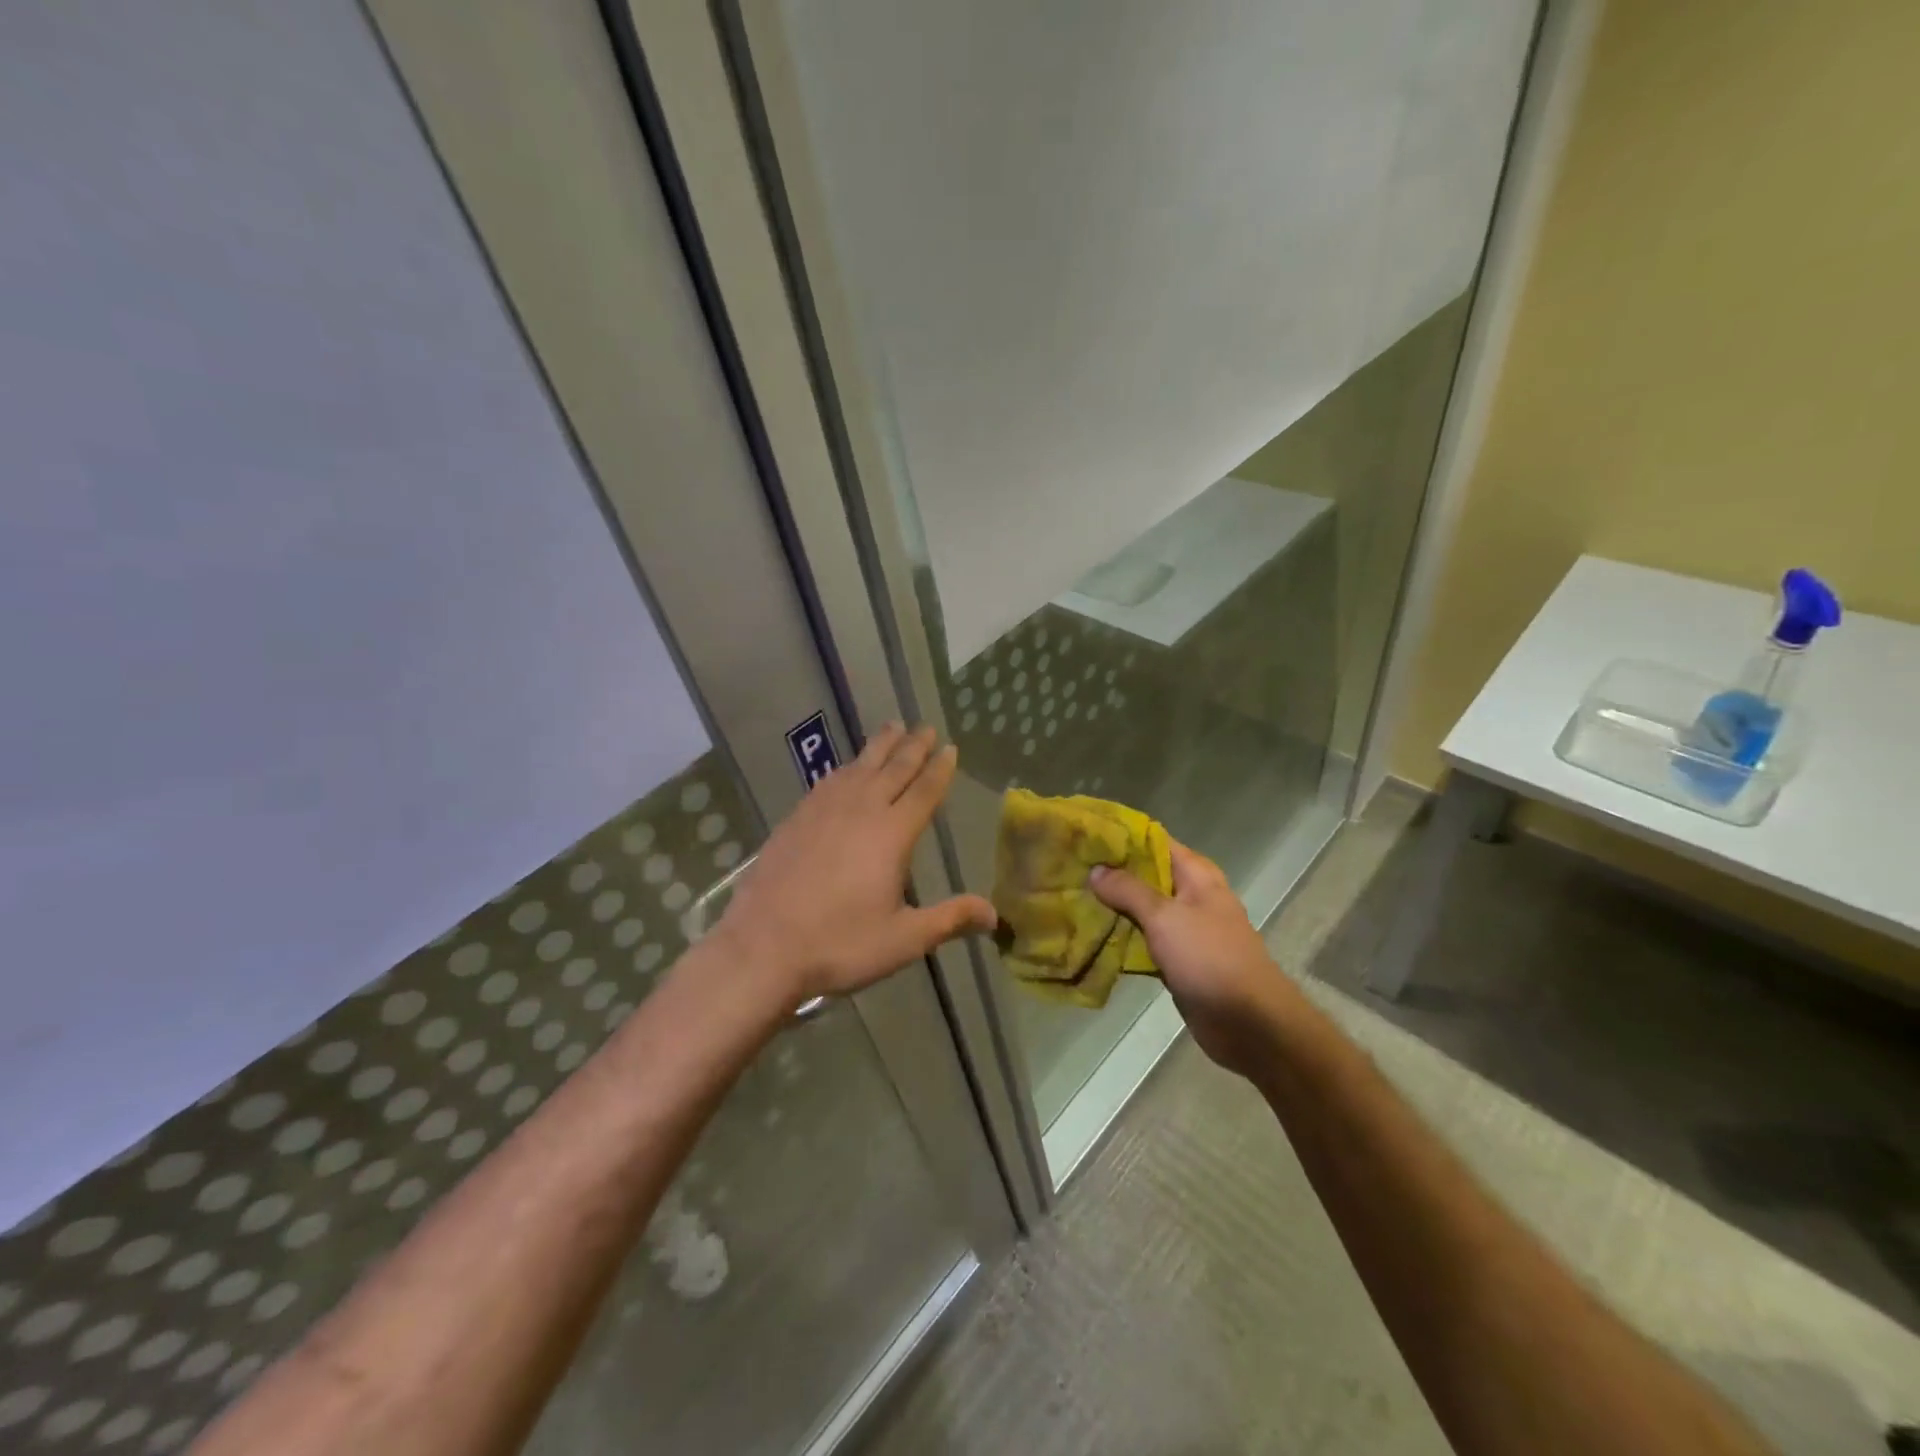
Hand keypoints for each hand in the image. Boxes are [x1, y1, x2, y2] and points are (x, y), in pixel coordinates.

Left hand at [713, 723, 996, 1009]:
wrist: (762, 946)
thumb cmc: (840, 944)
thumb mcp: (903, 939)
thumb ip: (949, 919)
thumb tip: (995, 915)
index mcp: (892, 834)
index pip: (924, 791)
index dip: (939, 769)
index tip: (950, 747)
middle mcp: (861, 810)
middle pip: (893, 768)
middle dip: (913, 746)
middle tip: (926, 726)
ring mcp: (824, 810)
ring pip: (859, 766)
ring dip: (880, 746)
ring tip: (892, 728)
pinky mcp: (796, 818)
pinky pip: (830, 780)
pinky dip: (846, 767)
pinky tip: (845, 769)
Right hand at [1090, 839, 1302, 1078]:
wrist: (1250, 1024)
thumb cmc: (1210, 958)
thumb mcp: (1165, 917)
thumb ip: (1128, 890)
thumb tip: (1096, 870)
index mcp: (1195, 874)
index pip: (1151, 840)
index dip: (1118, 836)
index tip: (1082, 836)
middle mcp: (1190, 895)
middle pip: (1143, 875)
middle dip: (1108, 873)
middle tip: (1066, 870)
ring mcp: (1184, 929)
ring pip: (1140, 909)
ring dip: (1110, 907)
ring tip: (1068, 900)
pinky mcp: (1177, 959)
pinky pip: (1142, 940)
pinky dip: (1120, 938)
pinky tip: (1088, 937)